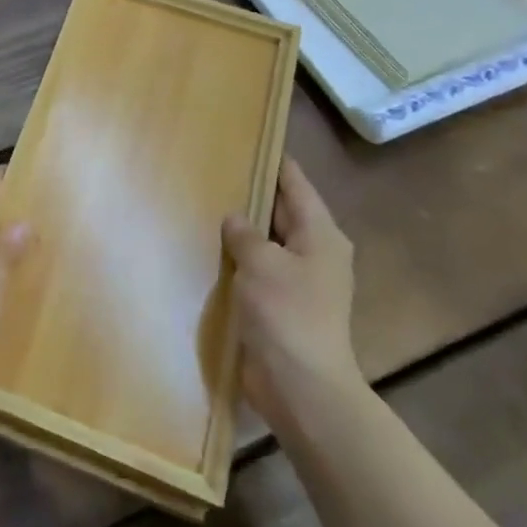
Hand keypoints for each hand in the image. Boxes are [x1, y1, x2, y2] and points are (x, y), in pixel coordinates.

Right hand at [224, 158, 361, 426]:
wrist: (301, 387)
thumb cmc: (287, 314)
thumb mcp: (261, 263)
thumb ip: (245, 234)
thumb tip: (236, 219)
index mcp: (321, 235)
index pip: (296, 184)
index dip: (275, 161)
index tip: (251, 138)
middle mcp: (315, 253)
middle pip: (283, 211)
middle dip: (254, 193)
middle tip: (216, 168)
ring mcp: (299, 282)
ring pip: (268, 242)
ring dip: (243, 229)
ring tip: (206, 203)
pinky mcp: (281, 306)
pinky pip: (258, 270)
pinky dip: (239, 258)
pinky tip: (210, 249)